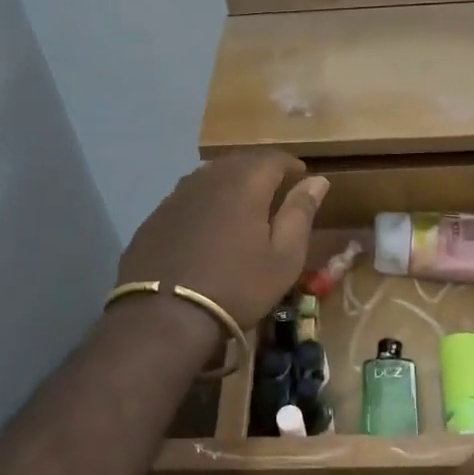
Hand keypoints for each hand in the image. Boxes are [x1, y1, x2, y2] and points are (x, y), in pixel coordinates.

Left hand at [116, 151, 328, 336]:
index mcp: (245, 183)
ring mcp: (177, 196)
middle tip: (275, 188)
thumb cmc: (237, 287)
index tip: (301, 176)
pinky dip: (205, 200)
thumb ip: (300, 213)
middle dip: (260, 169)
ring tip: (243, 202)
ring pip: (210, 175)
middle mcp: (209, 179)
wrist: (165, 316)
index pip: (273, 158)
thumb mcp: (284, 257)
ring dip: (231, 181)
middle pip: (239, 161)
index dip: (290, 164)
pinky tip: (207, 224)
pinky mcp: (156, 216)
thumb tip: (317, 180)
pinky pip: (188, 196)